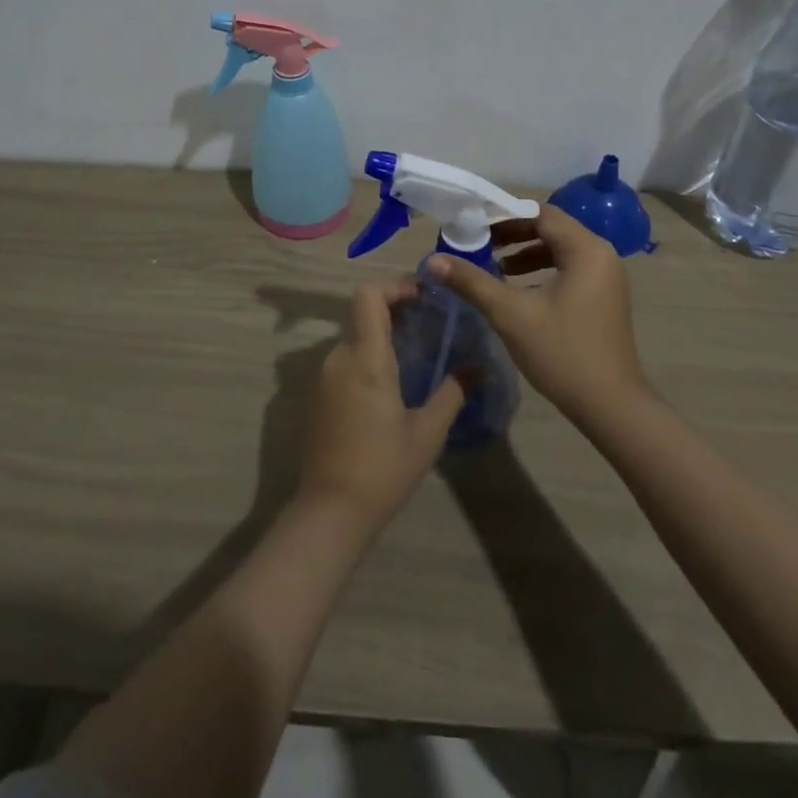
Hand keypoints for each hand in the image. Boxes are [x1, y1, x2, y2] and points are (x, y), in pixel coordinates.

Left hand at [296, 280, 463, 532]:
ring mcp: (325, 376)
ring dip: (383, 335)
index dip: (395, 286)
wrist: (330, 511)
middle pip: (363, 313)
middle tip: (431, 324)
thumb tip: (477, 368)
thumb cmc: (383, 468)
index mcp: (365, 357)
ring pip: (355, 337)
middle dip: (396, 311)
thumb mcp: (427, 432)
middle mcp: (340, 357)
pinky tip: (393, 384)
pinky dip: (369, 357)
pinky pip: (346, 360)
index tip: (424, 296)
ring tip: (418, 354)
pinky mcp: (320, 395)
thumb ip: (452, 393)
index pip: (369, 295)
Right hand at [427, 204, 649, 428]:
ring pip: (559, 250)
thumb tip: (433, 261)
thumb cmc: (562, 353)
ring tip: (493, 267)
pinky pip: (569, 269)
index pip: (540, 214)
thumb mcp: (511, 314)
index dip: (504, 217)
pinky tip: (518, 290)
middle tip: (478, 244)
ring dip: (525, 253)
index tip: (472, 226)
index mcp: (586, 249)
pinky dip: (542, 271)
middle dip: (512, 235)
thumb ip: (472, 282)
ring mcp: (607, 277)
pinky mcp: (604, 297)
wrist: (611, 407)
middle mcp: (601, 254)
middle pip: (551, 228)